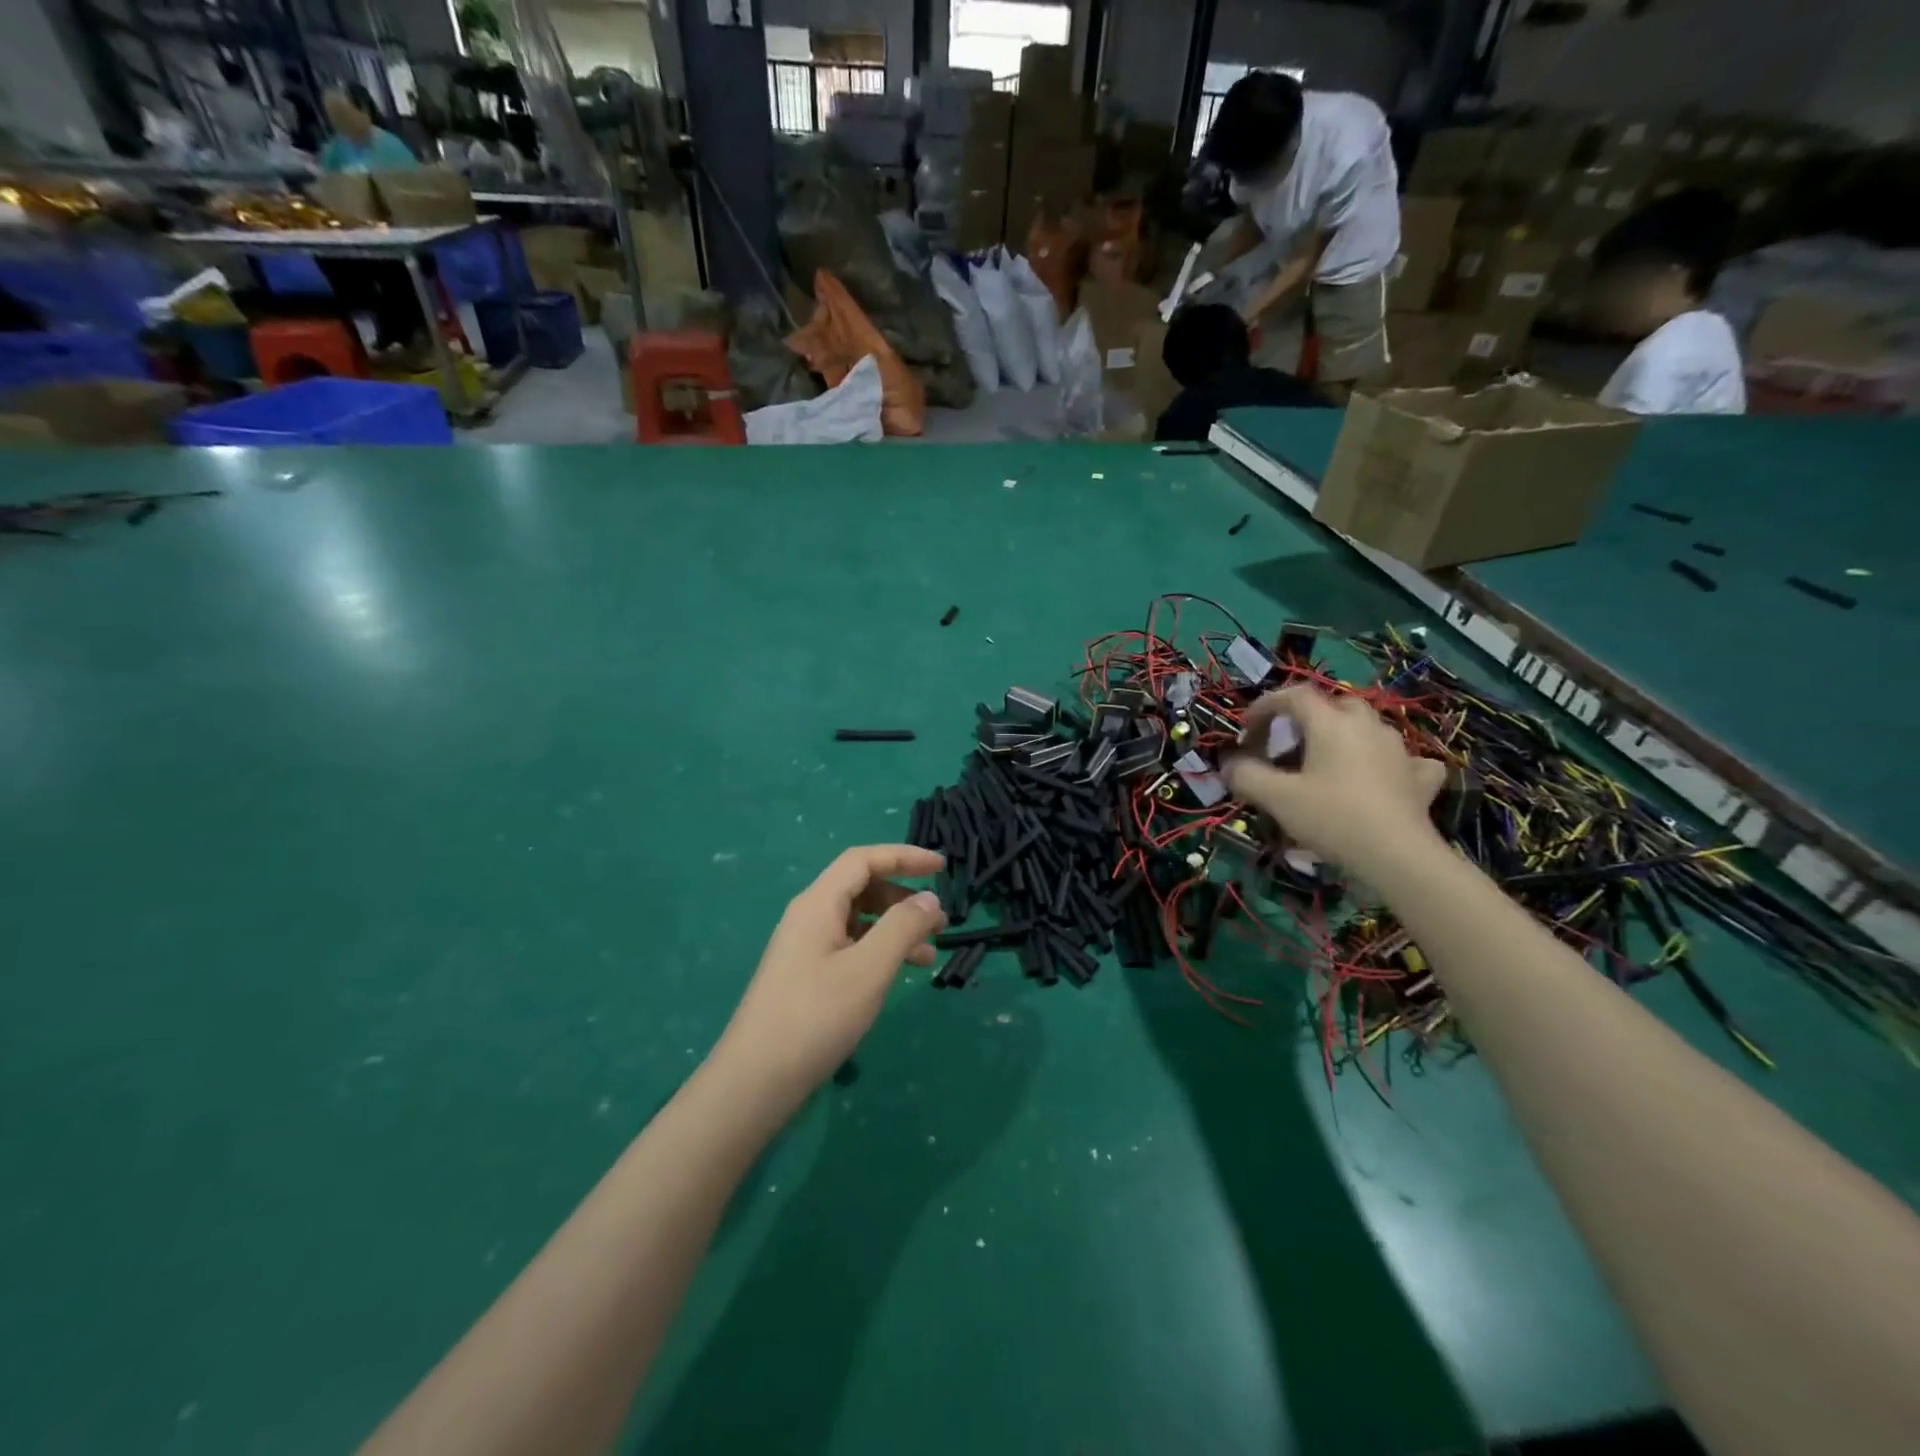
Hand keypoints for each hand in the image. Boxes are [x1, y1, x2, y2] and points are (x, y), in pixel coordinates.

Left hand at [716, 846, 946, 1101]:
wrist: (755, 1081)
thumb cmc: (816, 1017)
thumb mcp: (869, 969)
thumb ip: (902, 927)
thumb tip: (930, 898)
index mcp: (818, 903)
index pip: (864, 860)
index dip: (904, 856)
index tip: (942, 867)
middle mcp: (809, 916)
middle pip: (861, 887)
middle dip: (903, 897)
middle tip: (939, 921)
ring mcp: (804, 947)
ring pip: (858, 920)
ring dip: (895, 928)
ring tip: (928, 955)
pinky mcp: (805, 976)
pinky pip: (849, 946)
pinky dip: (878, 951)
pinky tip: (897, 976)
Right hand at [1225, 685, 1446, 870]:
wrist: (1398, 856)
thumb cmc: (1332, 817)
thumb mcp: (1277, 798)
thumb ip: (1246, 775)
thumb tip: (1229, 765)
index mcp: (1331, 723)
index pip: (1294, 696)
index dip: (1265, 705)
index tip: (1247, 727)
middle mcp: (1367, 725)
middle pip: (1334, 705)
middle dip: (1306, 718)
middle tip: (1287, 744)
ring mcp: (1399, 749)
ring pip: (1366, 728)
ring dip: (1342, 736)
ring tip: (1325, 762)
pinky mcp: (1420, 777)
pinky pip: (1402, 758)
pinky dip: (1385, 761)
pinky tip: (1381, 776)